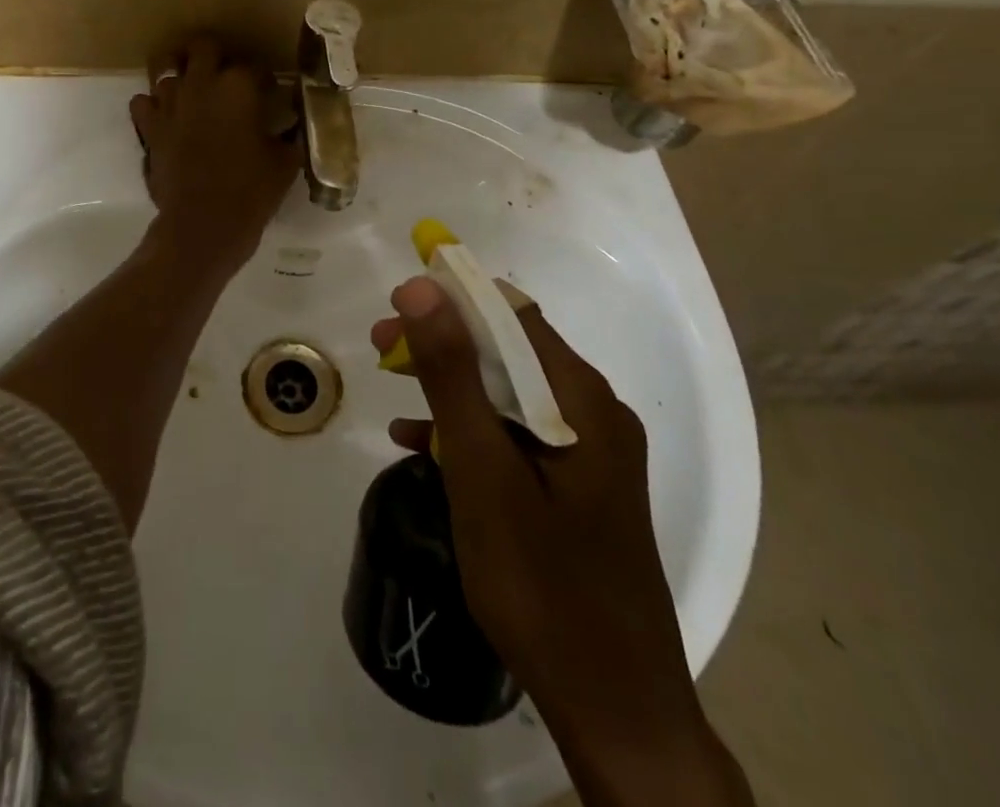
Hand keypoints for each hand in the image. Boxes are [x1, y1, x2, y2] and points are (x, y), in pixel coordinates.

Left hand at [129, 38, 297, 279]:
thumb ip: (288, 136)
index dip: (264, 79)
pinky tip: (166, 117)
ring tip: (192, 88)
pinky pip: (142, 101)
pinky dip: (153, 105)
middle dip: (216, 55)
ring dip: (180, 73)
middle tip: (226, 75)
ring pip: (165, 65)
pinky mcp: (149, 126)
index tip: (270, 92)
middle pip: (203, 46)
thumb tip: (291, 127)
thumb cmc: (251, 191)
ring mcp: (169, 102)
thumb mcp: (284, 162)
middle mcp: (201, 83)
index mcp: (239, 86)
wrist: (204, 224)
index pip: (255, 66)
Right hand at [372, 278, 748, 802]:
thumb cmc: (542, 584)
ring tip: (392, 386)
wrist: (617, 711)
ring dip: (451, 383)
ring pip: (510, 392)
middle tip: (382, 348)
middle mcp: (594, 413)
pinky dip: (471, 429)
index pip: (512, 314)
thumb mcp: (482, 470)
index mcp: (582, 399)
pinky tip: (421, 445)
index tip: (396, 305)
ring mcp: (590, 453)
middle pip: (509, 351)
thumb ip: (452, 374)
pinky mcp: (578, 488)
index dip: (453, 298)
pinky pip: (517, 435)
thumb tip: (423, 288)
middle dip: (444, 342)